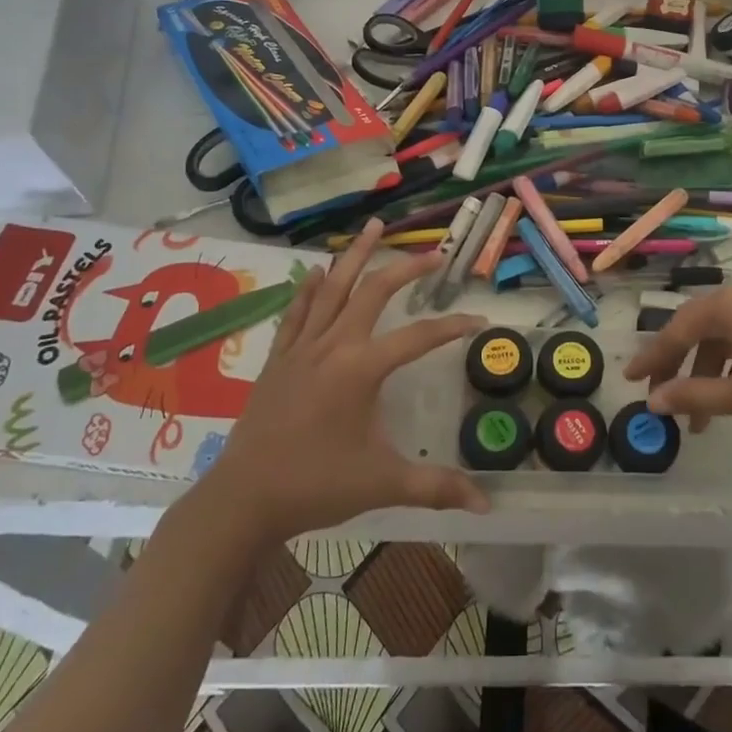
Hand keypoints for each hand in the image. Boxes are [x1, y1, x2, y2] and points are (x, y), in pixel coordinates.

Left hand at [188, 220, 489, 545]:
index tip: (480, 320)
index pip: (420, 337)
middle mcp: (333, 346)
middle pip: (374, 292)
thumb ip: (437, 488)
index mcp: (361, 369)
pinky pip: (297, 312)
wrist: (243, 499)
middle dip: (406, 268)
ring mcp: (301, 348)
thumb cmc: (316, 486)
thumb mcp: (383, 484)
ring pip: (334, 289)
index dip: (454, 327)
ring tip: (372, 227)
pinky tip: (319, 271)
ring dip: (356, 256)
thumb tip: (487, 505)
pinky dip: (311, 289)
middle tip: (434, 253)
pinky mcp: (279, 359)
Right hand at [621, 275, 731, 451]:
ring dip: (708, 373)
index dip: (652, 358)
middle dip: (678, 368)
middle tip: (661, 400)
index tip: (630, 381)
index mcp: (729, 303)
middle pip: (699, 329)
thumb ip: (693, 395)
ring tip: (700, 419)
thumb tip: (653, 401)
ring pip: (725, 336)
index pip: (677, 329)